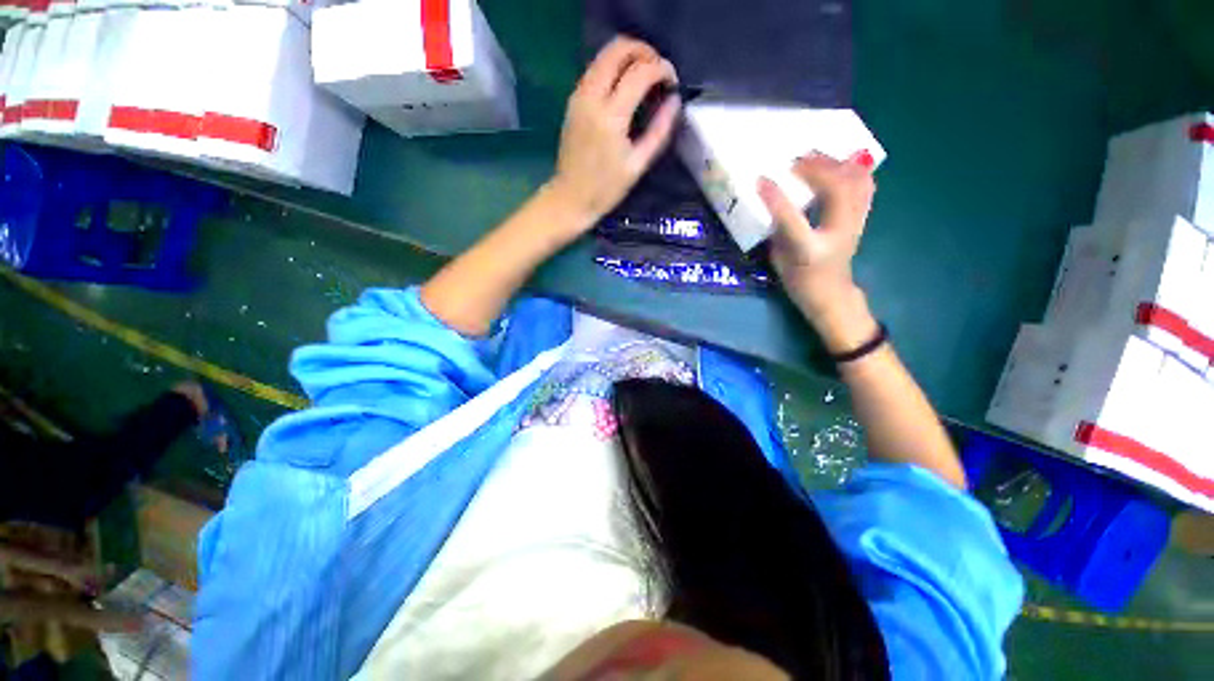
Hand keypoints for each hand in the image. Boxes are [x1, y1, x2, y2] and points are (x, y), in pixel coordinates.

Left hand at [548, 37, 680, 229]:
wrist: (570, 198)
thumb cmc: (606, 189)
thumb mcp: (637, 165)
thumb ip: (659, 131)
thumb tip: (675, 102)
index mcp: (611, 117)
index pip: (640, 71)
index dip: (662, 69)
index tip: (672, 83)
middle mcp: (592, 97)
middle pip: (618, 48)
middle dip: (644, 52)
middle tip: (659, 72)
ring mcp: (579, 96)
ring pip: (604, 54)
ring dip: (628, 56)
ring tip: (645, 78)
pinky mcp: (573, 101)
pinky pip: (595, 69)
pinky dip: (614, 67)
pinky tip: (625, 87)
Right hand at [758, 152, 875, 321]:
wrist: (830, 295)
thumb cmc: (799, 281)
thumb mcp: (778, 260)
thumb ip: (778, 231)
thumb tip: (774, 201)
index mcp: (808, 250)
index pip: (791, 219)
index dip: (776, 198)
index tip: (761, 179)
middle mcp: (836, 234)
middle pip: (835, 190)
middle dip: (815, 168)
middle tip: (794, 160)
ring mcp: (854, 225)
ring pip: (855, 183)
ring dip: (836, 164)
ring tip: (816, 156)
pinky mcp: (861, 219)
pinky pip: (865, 187)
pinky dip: (855, 170)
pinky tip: (842, 162)